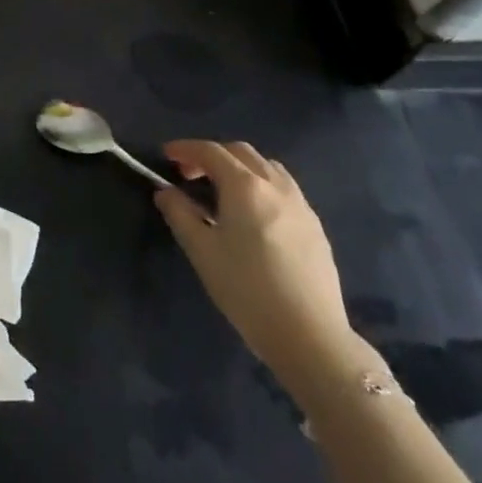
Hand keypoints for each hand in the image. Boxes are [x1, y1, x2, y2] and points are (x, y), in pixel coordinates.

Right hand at [157, 141, 367, 397]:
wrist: (308, 334)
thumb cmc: (246, 289)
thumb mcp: (201, 251)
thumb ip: (179, 214)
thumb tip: (166, 192)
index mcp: (245, 186)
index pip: (211, 151)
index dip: (185, 148)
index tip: (166, 155)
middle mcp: (275, 185)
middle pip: (241, 152)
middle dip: (212, 155)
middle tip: (189, 175)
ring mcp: (301, 204)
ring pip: (267, 167)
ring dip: (239, 167)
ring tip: (222, 191)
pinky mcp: (315, 226)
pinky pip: (284, 188)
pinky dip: (260, 184)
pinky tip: (253, 214)